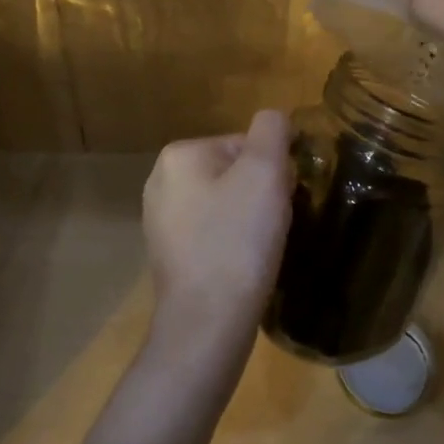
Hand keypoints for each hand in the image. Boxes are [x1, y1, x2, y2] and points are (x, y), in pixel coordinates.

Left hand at [141, 110, 294, 361]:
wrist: (208, 323)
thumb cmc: (237, 241)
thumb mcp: (265, 172)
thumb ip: (272, 130)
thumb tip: (275, 120)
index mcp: (179, 155)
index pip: (245, 144)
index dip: (274, 170)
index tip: (283, 200)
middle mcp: (161, 182)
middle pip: (235, 172)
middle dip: (262, 194)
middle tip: (275, 225)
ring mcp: (161, 221)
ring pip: (227, 203)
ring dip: (251, 219)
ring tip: (261, 248)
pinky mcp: (169, 255)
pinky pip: (214, 233)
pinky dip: (234, 243)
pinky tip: (244, 265)